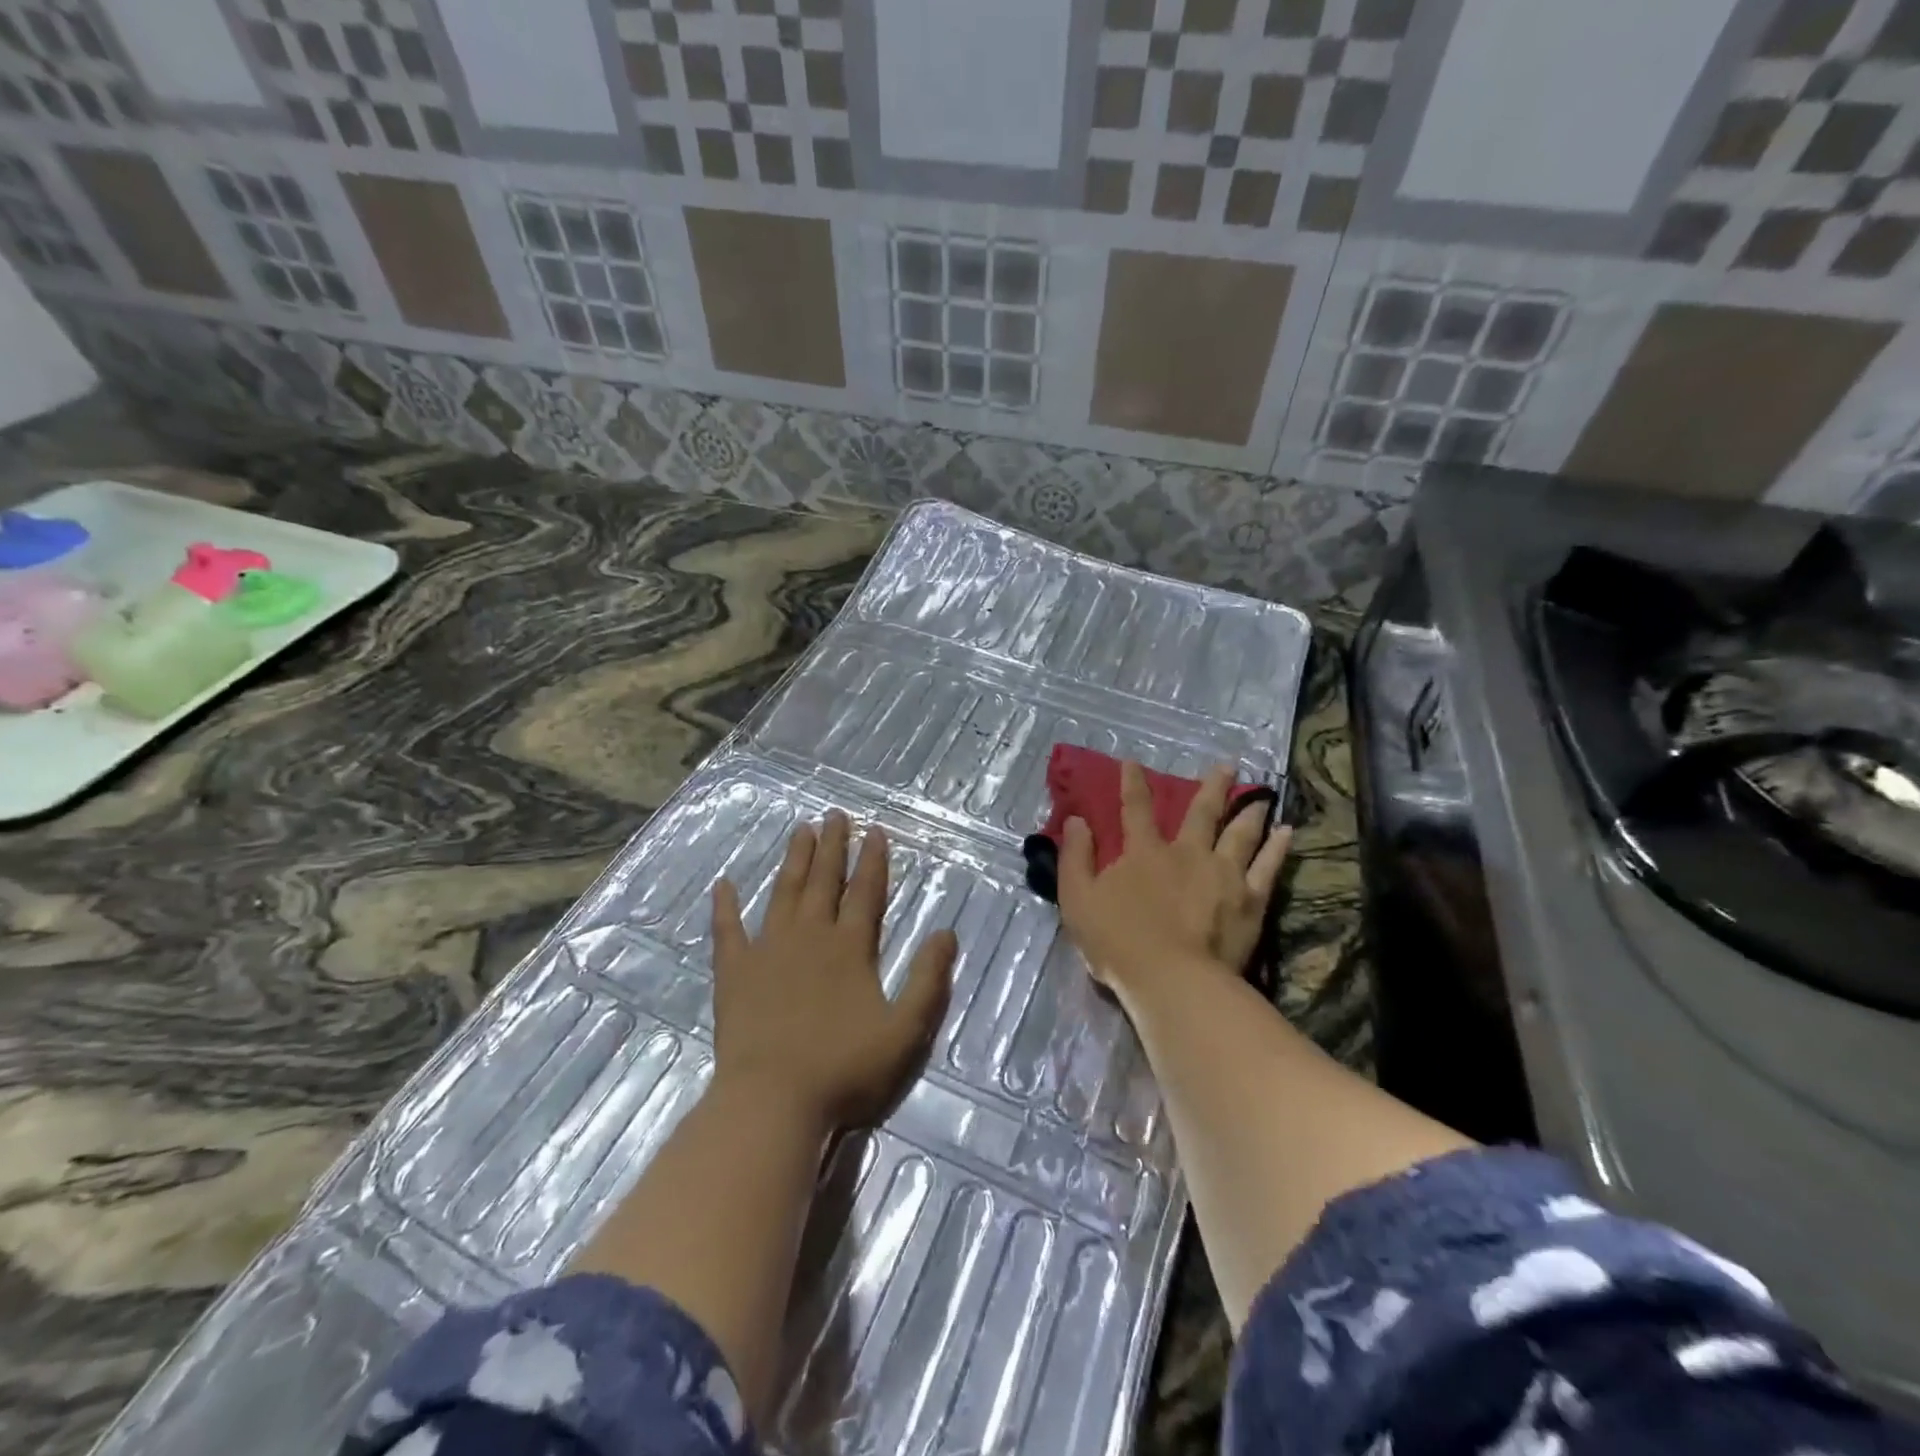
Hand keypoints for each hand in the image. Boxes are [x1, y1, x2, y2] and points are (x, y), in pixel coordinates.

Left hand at [710, 811, 955, 1132]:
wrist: (774, 1101)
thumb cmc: (845, 1069)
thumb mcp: (906, 1030)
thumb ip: (928, 979)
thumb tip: (946, 932)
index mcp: (851, 948)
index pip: (866, 892)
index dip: (873, 860)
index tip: (875, 831)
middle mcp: (810, 936)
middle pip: (824, 881)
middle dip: (832, 846)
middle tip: (835, 814)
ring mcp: (768, 951)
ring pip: (784, 893)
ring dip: (793, 861)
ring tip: (800, 830)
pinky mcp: (735, 972)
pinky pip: (728, 930)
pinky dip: (725, 905)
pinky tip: (723, 883)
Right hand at [1057, 763, 1290, 1002]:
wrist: (1172, 980)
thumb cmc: (1118, 942)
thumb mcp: (1078, 899)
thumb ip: (1075, 858)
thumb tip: (1076, 821)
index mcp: (1145, 853)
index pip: (1136, 809)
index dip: (1133, 784)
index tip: (1133, 762)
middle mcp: (1187, 853)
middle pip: (1202, 813)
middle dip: (1213, 787)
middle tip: (1228, 765)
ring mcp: (1223, 874)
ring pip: (1240, 833)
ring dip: (1249, 810)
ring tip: (1262, 795)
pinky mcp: (1250, 900)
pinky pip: (1267, 866)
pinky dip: (1278, 848)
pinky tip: (1288, 832)